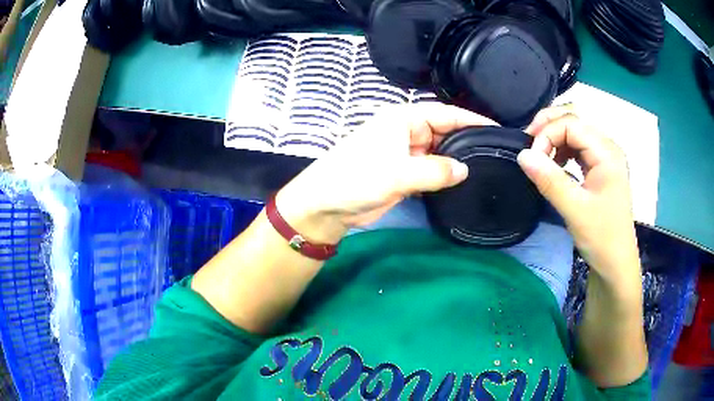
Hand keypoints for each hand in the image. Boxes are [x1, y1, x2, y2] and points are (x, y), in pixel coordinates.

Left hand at [277, 103, 496, 243]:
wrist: (326, 206)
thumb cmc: (356, 179)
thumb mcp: (397, 172)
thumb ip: (435, 170)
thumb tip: (465, 170)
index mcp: (403, 119)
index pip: (445, 114)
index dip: (472, 120)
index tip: (497, 130)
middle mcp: (407, 132)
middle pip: (445, 133)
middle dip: (467, 142)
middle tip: (496, 155)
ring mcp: (406, 154)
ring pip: (439, 154)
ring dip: (457, 162)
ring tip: (487, 169)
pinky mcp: (404, 175)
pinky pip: (431, 172)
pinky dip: (445, 177)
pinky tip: (463, 184)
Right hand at [517, 105, 640, 287]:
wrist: (616, 264)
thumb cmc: (602, 237)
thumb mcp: (575, 210)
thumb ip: (549, 180)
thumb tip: (522, 154)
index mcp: (607, 152)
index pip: (572, 124)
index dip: (547, 133)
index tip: (531, 157)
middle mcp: (607, 148)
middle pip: (574, 121)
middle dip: (548, 127)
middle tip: (530, 146)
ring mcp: (605, 158)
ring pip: (575, 133)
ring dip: (554, 139)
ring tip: (540, 157)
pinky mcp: (600, 169)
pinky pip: (578, 148)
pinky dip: (562, 150)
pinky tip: (555, 165)